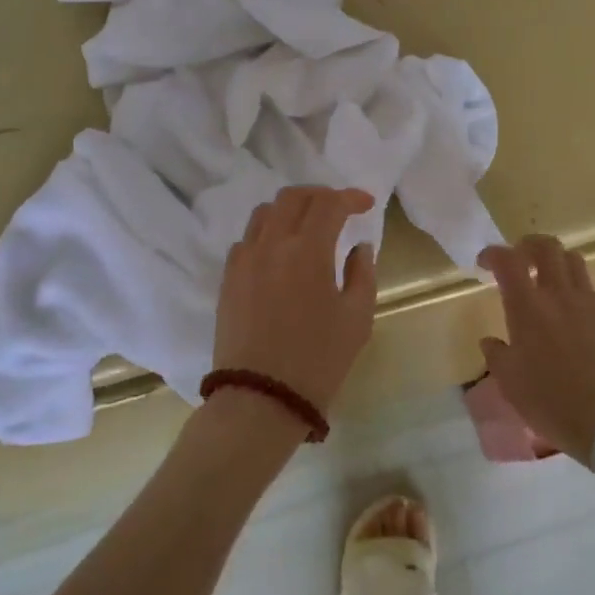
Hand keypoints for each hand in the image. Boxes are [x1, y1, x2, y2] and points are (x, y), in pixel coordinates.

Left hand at [213, 185, 377, 414]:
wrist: (261, 399)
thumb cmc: (318, 361)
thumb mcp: (357, 319)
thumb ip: (362, 274)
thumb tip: (359, 247)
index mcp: (308, 250)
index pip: (329, 204)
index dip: (350, 197)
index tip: (366, 205)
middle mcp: (272, 244)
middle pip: (293, 197)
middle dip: (320, 195)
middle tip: (339, 209)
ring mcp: (245, 259)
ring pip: (265, 212)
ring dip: (291, 210)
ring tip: (307, 226)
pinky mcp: (228, 278)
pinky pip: (247, 239)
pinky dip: (268, 233)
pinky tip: (280, 253)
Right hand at [477, 235, 594, 467]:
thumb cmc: (551, 402)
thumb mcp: (511, 384)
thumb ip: (497, 355)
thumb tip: (491, 341)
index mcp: (528, 306)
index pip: (507, 260)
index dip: (493, 254)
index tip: (485, 262)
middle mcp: (560, 294)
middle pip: (547, 247)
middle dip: (529, 245)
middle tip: (521, 259)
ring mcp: (592, 303)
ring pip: (575, 262)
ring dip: (558, 264)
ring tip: (551, 282)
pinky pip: (594, 293)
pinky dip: (581, 296)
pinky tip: (578, 320)